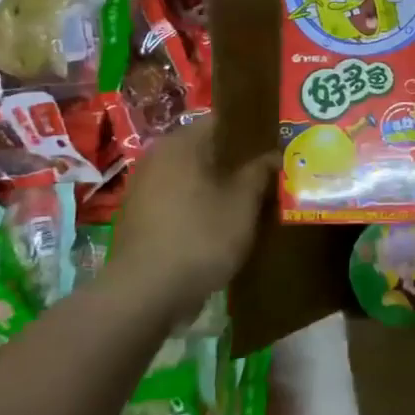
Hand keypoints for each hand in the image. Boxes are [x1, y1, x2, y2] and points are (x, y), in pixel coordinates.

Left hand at [108, 116, 277, 315]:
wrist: (145, 293)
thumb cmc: (200, 236)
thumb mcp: (243, 203)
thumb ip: (259, 173)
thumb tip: (273, 154)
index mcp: (181, 144)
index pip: (221, 121)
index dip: (251, 130)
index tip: (275, 141)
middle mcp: (157, 158)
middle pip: (205, 148)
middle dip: (236, 159)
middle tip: (269, 170)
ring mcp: (143, 188)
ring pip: (192, 175)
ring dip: (218, 183)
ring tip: (251, 196)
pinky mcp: (139, 217)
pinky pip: (178, 198)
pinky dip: (200, 203)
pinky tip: (222, 220)